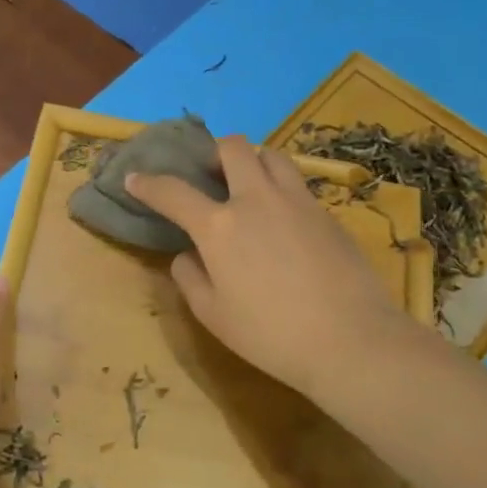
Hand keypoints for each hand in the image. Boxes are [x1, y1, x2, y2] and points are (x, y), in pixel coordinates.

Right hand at [128, 137, 412, 396]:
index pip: (174, 192)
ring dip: (254, 161)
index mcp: (220, 226)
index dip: (148, 183)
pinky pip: (298, 184)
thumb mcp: (214, 316)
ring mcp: (297, 201)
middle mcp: (256, 199)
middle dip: (215, 152)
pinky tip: (284, 220)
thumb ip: (190, 278)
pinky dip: (281, 189)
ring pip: (272, 155)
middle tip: (212, 175)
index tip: (135, 178)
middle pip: (233, 148)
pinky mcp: (327, 213)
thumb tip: (187, 255)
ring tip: (250, 186)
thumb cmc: (271, 334)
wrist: (351, 339)